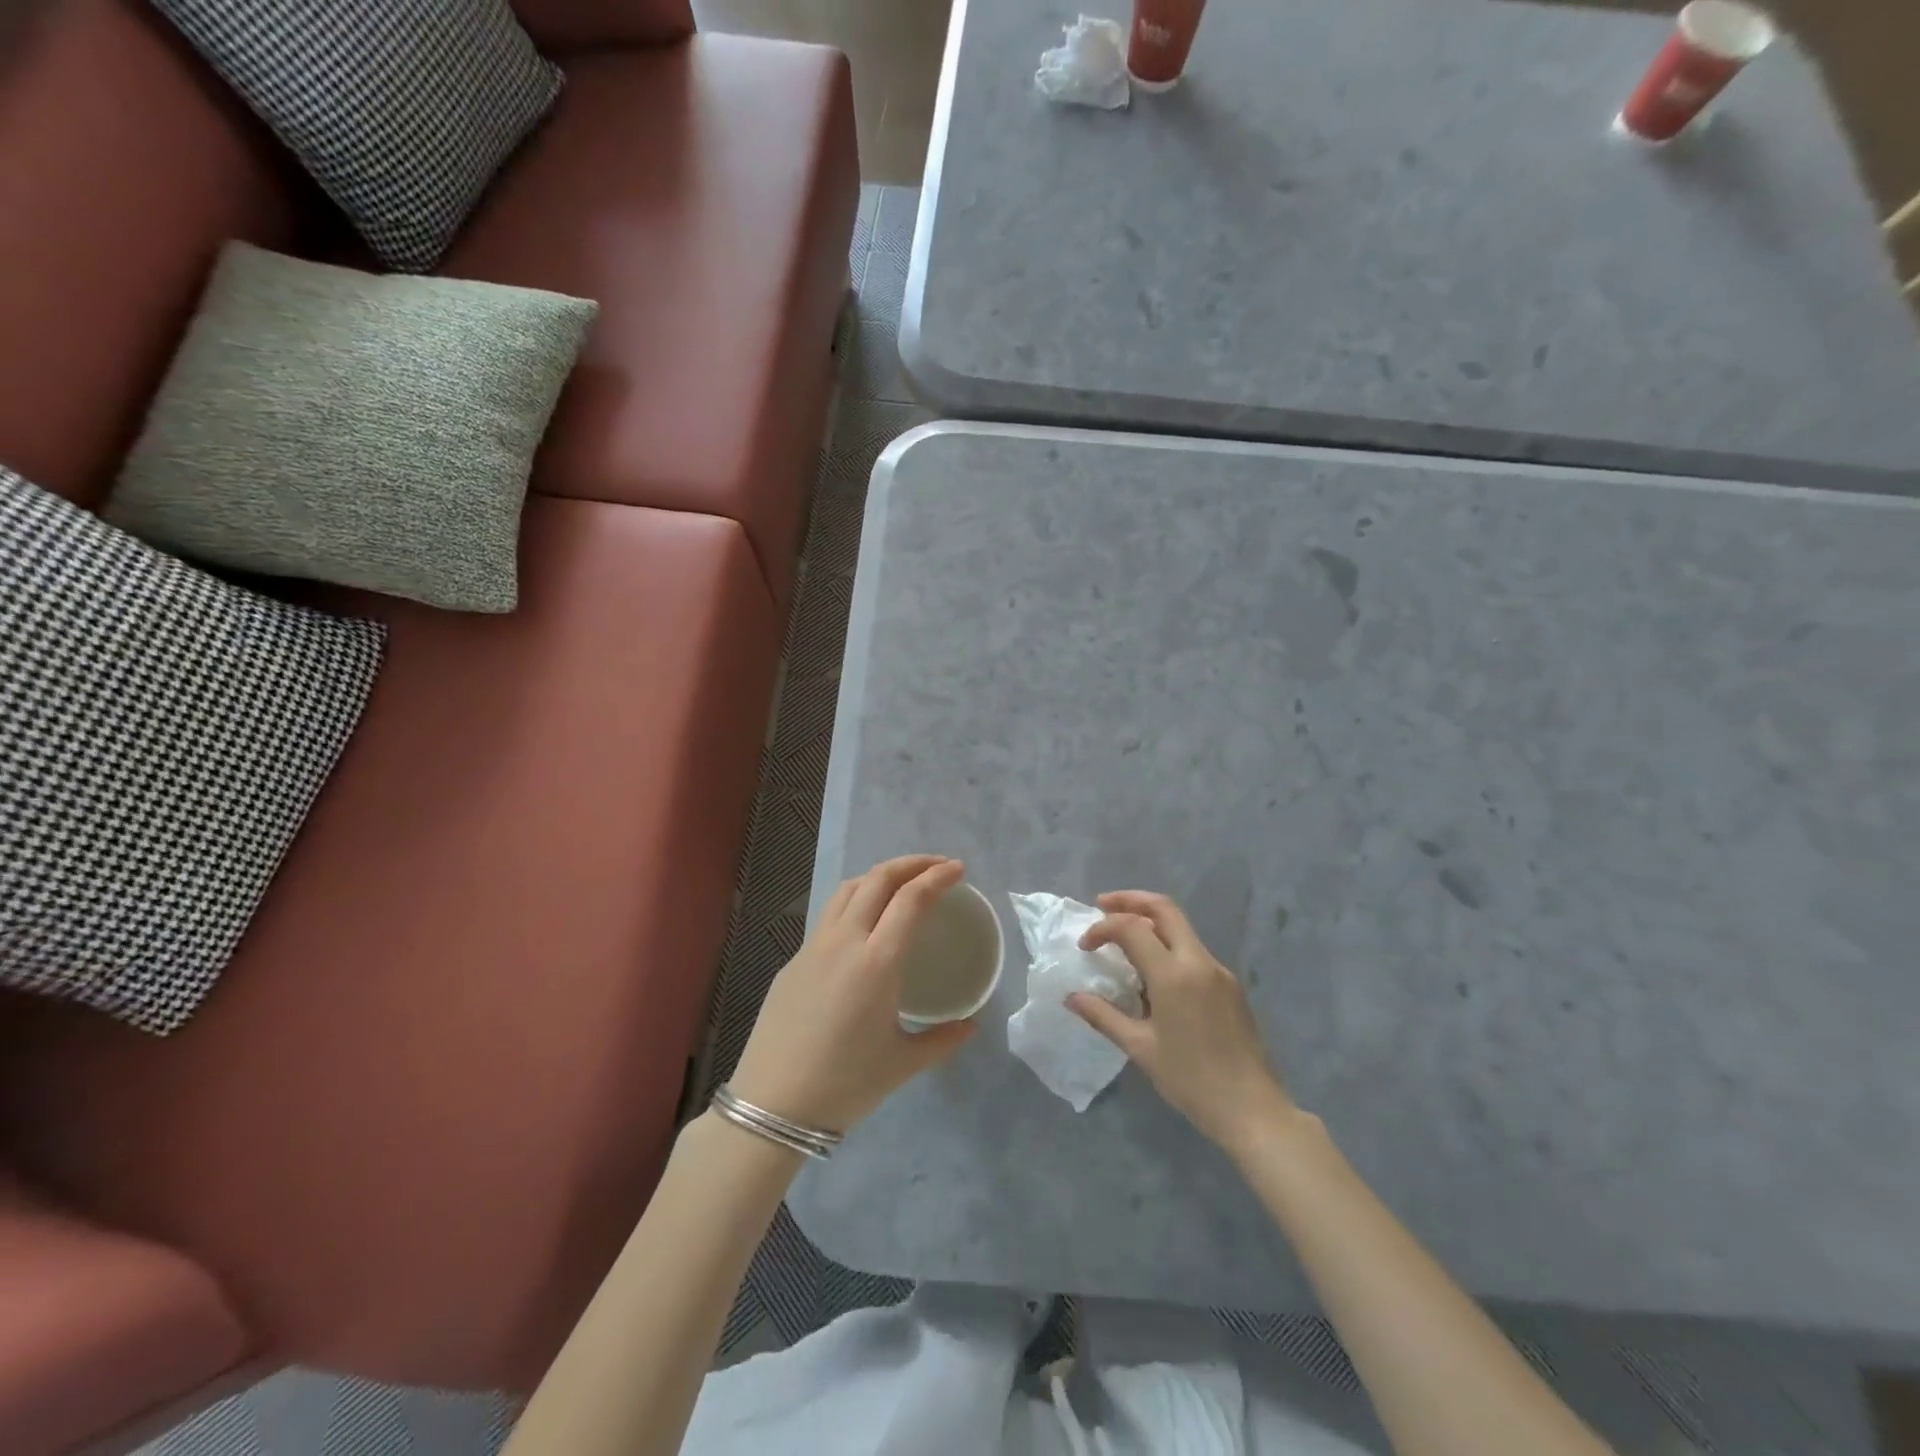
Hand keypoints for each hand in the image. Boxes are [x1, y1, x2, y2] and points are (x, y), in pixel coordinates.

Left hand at [728, 855, 977, 1132]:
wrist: (772, 1105)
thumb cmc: (845, 1085)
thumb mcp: (903, 1064)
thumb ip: (942, 1040)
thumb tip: (970, 1024)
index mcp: (877, 961)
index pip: (911, 899)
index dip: (937, 877)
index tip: (958, 870)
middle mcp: (844, 941)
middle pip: (878, 879)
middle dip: (911, 864)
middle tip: (937, 866)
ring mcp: (814, 947)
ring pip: (848, 889)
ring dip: (879, 876)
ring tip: (901, 883)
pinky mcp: (794, 960)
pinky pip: (829, 914)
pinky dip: (855, 900)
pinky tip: (864, 924)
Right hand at [1068, 891, 1294, 1152]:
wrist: (1252, 1110)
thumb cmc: (1191, 1080)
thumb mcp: (1140, 1048)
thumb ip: (1104, 1016)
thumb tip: (1072, 997)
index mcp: (1174, 974)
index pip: (1132, 927)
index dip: (1103, 928)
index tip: (1085, 946)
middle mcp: (1198, 961)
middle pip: (1165, 909)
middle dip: (1131, 900)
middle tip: (1102, 906)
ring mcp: (1219, 972)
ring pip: (1181, 928)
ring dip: (1150, 922)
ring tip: (1123, 940)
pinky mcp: (1230, 986)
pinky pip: (1193, 952)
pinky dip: (1168, 946)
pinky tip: (1153, 974)